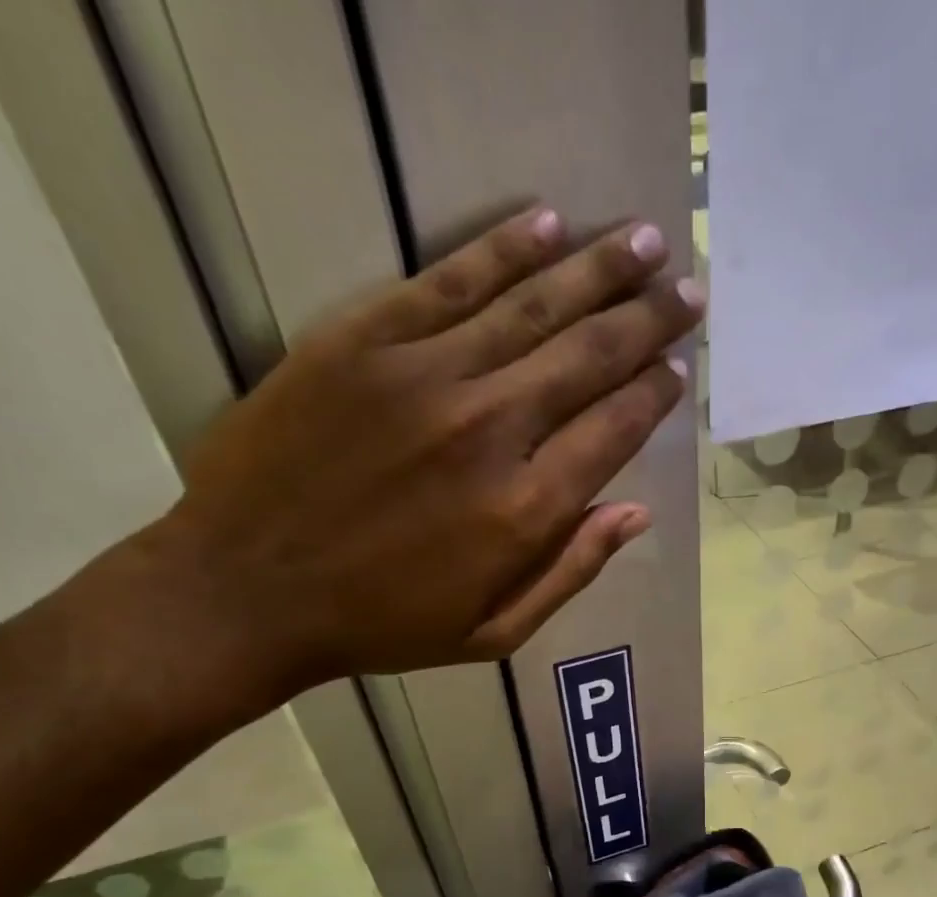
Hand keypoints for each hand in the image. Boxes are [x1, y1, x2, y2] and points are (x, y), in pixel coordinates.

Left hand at [143, 206, 702, 692]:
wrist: (246, 591)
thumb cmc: (381, 625)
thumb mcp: (493, 632)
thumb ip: (571, 571)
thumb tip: (637, 513)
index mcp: (524, 512)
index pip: (613, 430)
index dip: (654, 394)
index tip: (679, 368)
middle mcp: (489, 431)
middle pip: (589, 357)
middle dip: (649, 320)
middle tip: (690, 292)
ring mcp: (424, 376)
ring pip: (532, 306)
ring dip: (598, 268)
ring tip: (648, 242)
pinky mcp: (361, 341)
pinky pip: (448, 280)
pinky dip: (502, 249)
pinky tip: (547, 224)